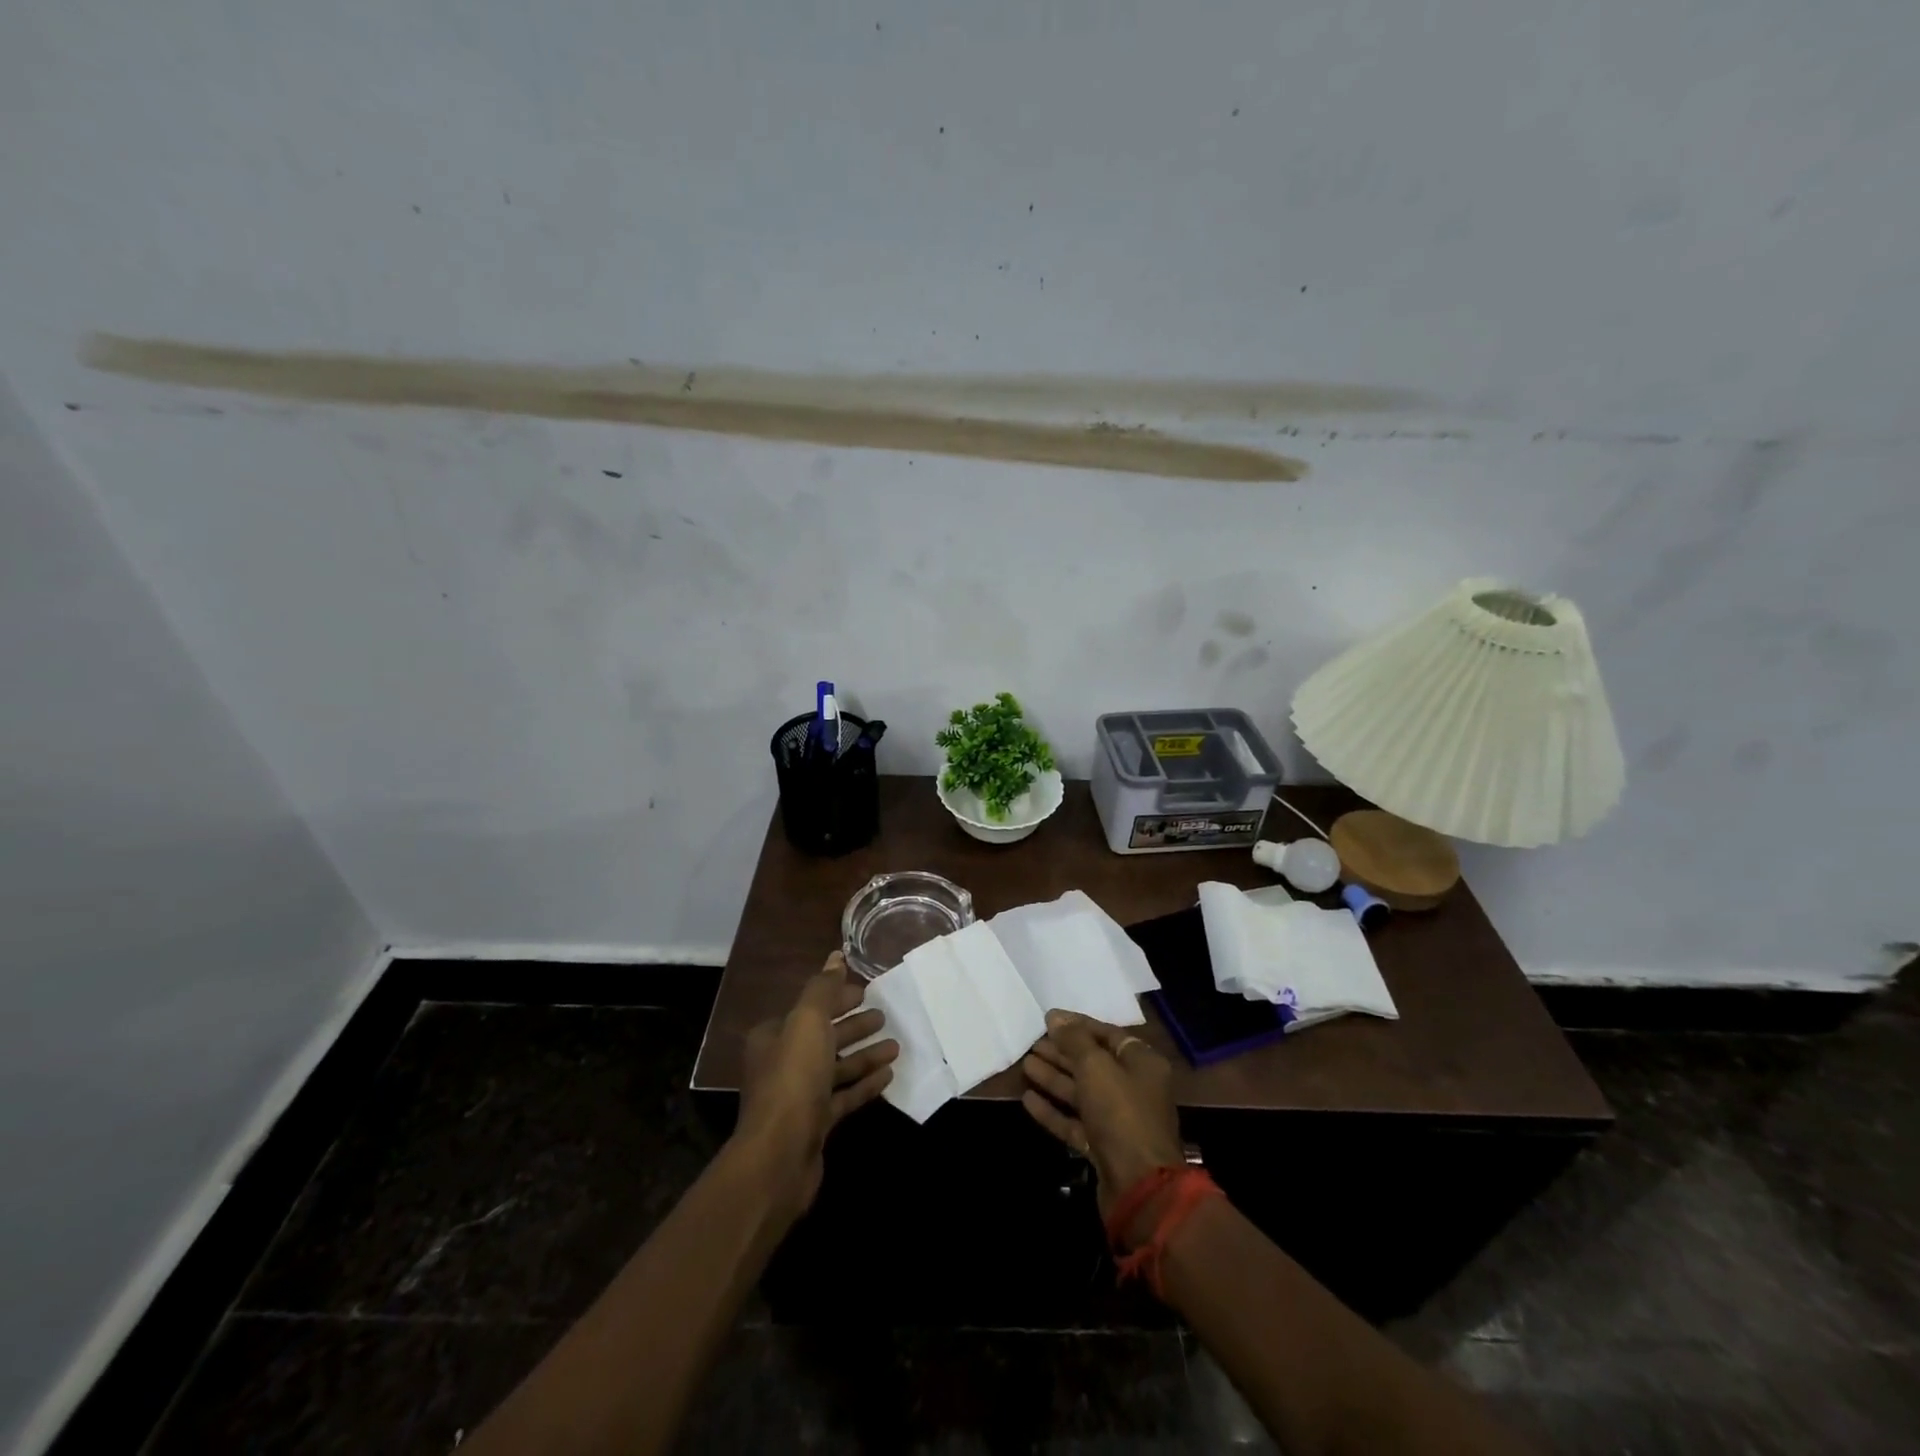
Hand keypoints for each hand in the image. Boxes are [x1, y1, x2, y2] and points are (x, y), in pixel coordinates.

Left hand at [735, 952, 897, 1217]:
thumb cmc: (793, 1079)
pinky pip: (844, 1096)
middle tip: (885, 1016)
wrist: (779, 1157)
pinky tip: (889, 1076)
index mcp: (774, 1035)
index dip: (838, 998)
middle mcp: (782, 1063)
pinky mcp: (815, 1124)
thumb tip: (836, 956)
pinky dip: (864, 1084)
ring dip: (865, 1054)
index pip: (810, 1008)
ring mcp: (799, 1096)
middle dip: (854, 1026)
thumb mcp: (808, 1022)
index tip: (867, 992)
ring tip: (896, 1045)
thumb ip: (823, 988)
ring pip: (837, 1067)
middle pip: (824, 1037)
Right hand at [1021, 1012, 1184, 1229]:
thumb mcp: (1096, 1067)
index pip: (1107, 1034)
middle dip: (1062, 1053)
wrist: (1139, 1187)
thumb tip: (1055, 1017)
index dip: (1078, 1025)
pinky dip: (1053, 1110)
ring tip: (1026, 1064)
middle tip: (1033, 1043)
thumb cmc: (1121, 1113)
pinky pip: (1075, 1122)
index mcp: (1142, 1063)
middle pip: (1092, 1064)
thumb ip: (1074, 1040)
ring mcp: (1118, 1120)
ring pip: (1081, 1093)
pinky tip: (1028, 1100)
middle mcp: (1133, 1088)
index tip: (1049, 1019)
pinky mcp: (1103, 1147)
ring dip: (1054, 1078)